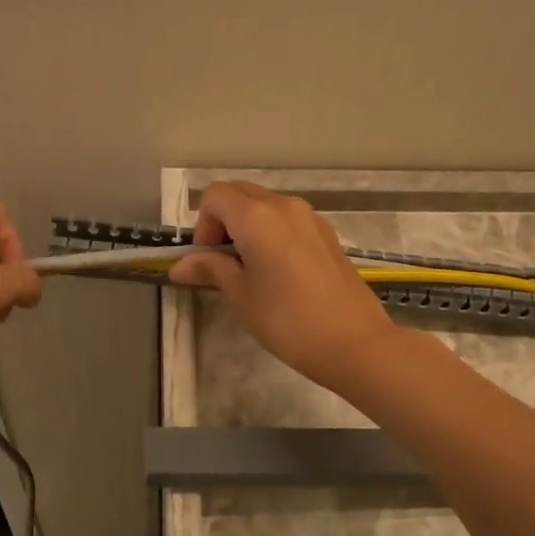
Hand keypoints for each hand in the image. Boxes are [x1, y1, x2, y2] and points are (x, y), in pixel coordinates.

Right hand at [169, 181, 397, 387]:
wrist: (354, 342)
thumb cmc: (287, 321)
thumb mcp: (241, 296)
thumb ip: (211, 270)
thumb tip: (180, 266)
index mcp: (257, 216)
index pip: (215, 196)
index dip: (202, 225)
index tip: (208, 260)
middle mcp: (284, 205)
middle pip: (240, 193)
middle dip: (222, 221)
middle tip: (222, 263)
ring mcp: (311, 217)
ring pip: (266, 205)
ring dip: (247, 226)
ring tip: (250, 269)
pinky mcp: (327, 234)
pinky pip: (288, 220)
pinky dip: (272, 233)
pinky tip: (278, 272)